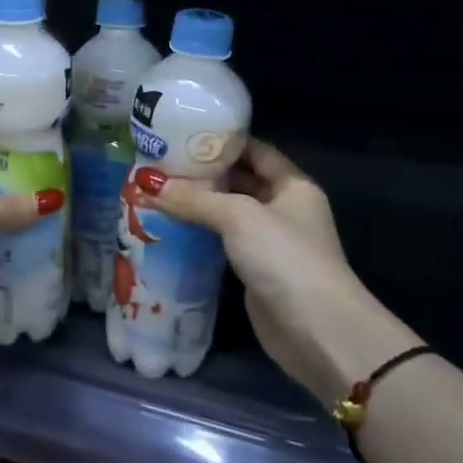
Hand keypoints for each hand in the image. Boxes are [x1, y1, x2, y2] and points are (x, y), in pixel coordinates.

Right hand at [139, 139, 416, 406]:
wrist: (316, 330)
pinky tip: (170, 227)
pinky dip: (201, 234)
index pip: (255, 150)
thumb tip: (147, 183)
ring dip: (199, 205)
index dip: (222, 140)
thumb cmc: (284, 257)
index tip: (182, 132)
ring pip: (229, 213)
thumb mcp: (238, 217)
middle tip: (160, 163)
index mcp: (293, 185)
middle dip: (204, 174)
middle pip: (240, 181)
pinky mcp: (256, 271)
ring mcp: (271, 242)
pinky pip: (224, 243)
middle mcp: (284, 208)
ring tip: (157, 191)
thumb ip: (194, 199)